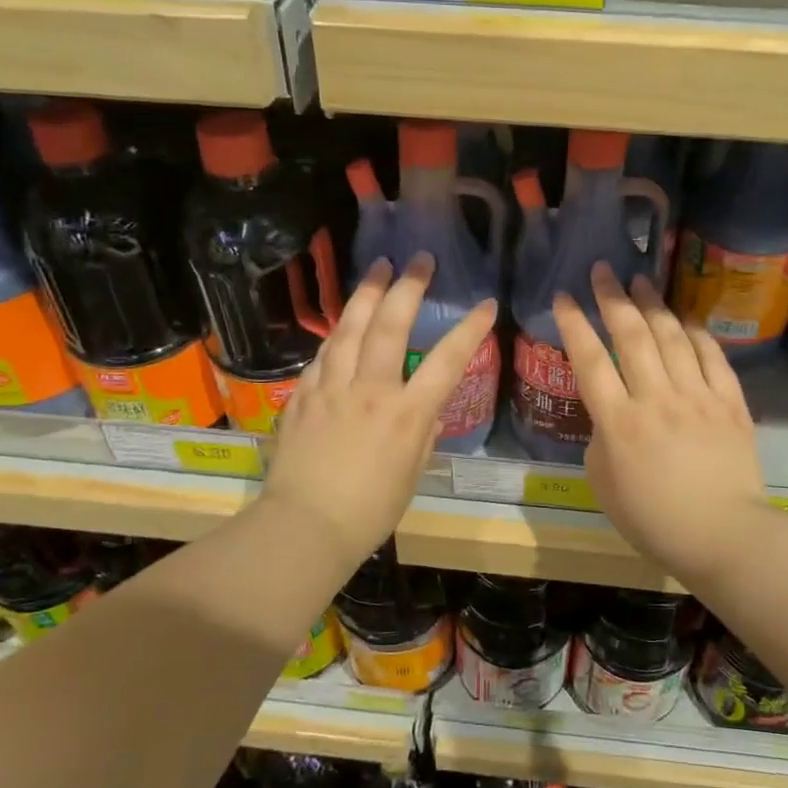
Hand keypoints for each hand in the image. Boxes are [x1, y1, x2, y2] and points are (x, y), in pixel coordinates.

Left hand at [264, 254, 496, 567]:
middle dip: (407, 287)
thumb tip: (425, 411)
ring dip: (366, 294)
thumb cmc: (369, 511)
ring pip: (349, 328)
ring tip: (377, 267)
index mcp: (406, 414)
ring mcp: (331, 388)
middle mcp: (370, 390)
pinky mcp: (302, 395)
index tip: (485, 303)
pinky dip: (337, 335)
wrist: (304, 526)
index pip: (447, 360)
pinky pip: (322, 354)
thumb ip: (422, 434)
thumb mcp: (411, 474)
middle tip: (419, 260)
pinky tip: (342, 325)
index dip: (469, 329)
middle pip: (389, 326)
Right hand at [551, 264, 774, 582]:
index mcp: (619, 423)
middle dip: (613, 297)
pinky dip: (697, 333)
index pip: (590, 361)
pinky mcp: (730, 403)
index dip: (574, 324)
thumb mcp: (603, 483)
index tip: (563, 297)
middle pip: (631, 336)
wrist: (723, 536)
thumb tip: (610, 412)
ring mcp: (697, 397)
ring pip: (672, 337)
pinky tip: (685, 319)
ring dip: (654, 305)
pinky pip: (713, 357)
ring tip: (641, 281)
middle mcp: (657, 399)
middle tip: (603, 270)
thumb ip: (600, 438)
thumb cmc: (653, 519)